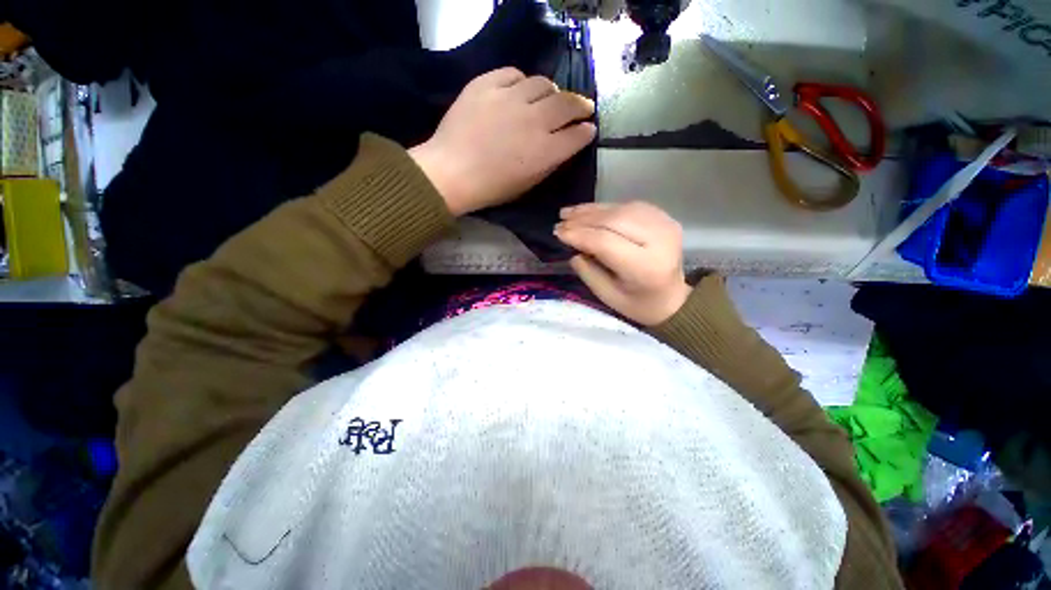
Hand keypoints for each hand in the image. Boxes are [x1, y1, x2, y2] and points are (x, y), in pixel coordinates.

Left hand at [409, 68, 596, 215]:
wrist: (451, 173)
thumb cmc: (491, 188)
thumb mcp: (528, 184)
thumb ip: (549, 163)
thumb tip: (563, 144)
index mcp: (545, 152)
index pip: (577, 135)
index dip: (586, 131)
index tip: (588, 129)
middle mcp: (534, 120)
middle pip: (567, 103)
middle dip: (581, 105)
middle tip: (583, 107)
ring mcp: (510, 98)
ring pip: (543, 83)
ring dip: (552, 92)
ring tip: (550, 98)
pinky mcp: (487, 84)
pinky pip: (513, 74)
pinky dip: (521, 82)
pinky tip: (520, 91)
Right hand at [555, 201, 691, 326]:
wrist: (672, 298)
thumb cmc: (638, 304)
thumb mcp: (608, 296)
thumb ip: (588, 272)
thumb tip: (573, 248)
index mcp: (646, 267)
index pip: (606, 242)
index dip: (579, 234)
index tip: (558, 233)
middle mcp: (659, 240)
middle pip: (614, 220)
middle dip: (583, 219)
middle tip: (561, 222)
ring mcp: (665, 224)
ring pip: (620, 209)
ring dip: (592, 210)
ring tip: (568, 213)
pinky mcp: (663, 218)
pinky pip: (629, 206)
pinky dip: (606, 208)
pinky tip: (588, 211)